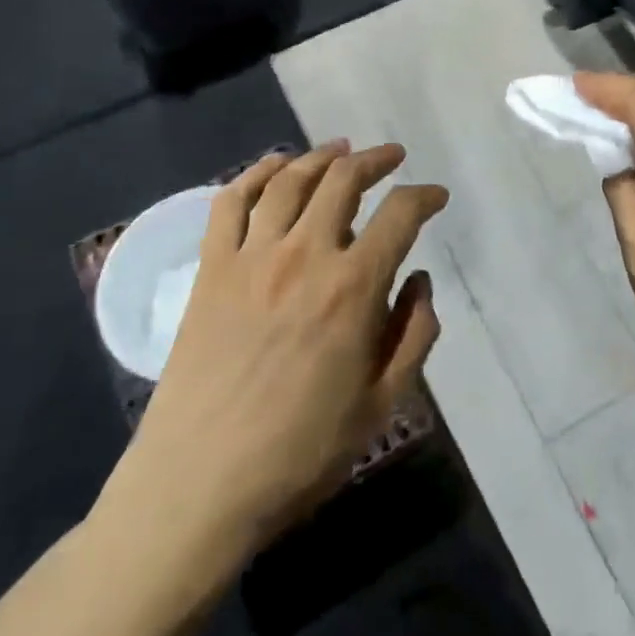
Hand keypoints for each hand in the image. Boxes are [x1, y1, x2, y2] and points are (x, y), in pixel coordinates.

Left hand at [95, 142, 447, 576]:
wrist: (198, 486)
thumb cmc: (300, 453)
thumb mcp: (383, 405)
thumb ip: (414, 335)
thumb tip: (421, 280)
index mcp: (353, 288)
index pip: (400, 214)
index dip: (425, 196)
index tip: (436, 196)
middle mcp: (304, 255)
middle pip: (343, 180)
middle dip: (376, 160)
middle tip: (392, 157)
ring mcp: (251, 257)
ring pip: (290, 180)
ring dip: (321, 156)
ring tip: (341, 150)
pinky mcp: (211, 269)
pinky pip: (230, 202)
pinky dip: (256, 173)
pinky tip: (275, 166)